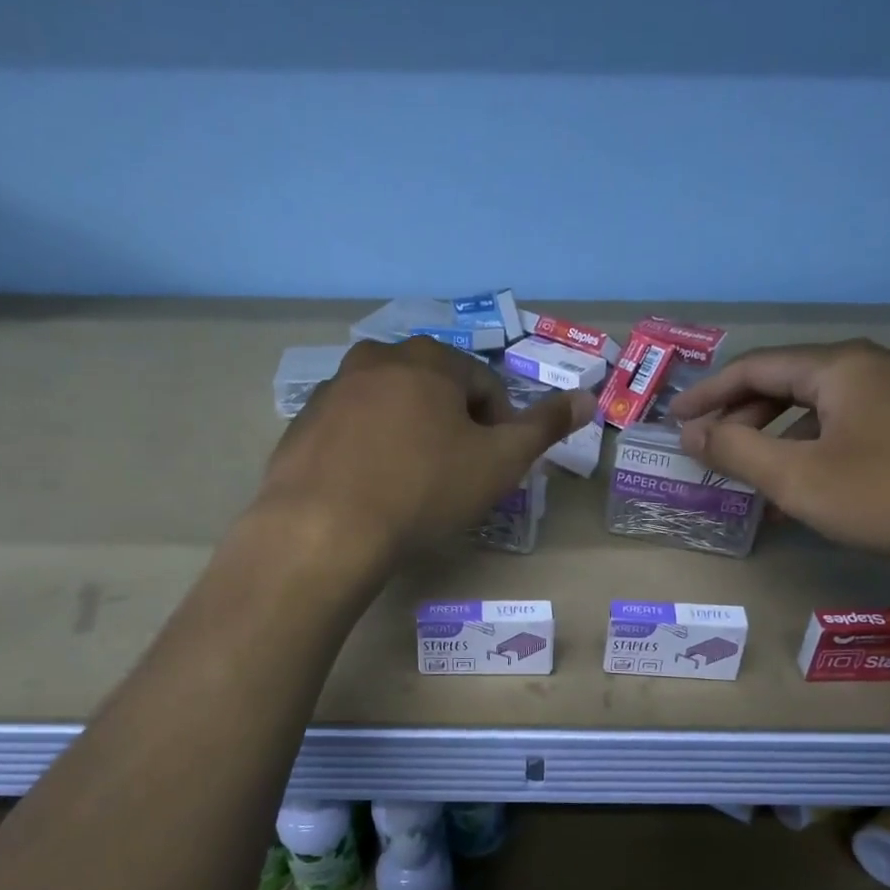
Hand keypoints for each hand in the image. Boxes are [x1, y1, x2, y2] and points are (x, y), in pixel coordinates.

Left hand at [257, 337, 592, 568]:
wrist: (324, 530)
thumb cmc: (423, 490)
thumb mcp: (499, 462)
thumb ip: (545, 427)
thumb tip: (587, 396)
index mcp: (429, 359)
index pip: (485, 384)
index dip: (500, 426)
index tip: (494, 467)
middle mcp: (376, 359)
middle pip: (435, 390)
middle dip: (453, 427)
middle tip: (455, 477)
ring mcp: (332, 390)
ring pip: (391, 408)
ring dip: (410, 436)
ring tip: (411, 485)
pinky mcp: (302, 424)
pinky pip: (351, 430)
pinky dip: (368, 449)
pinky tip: (370, 489)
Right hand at [666, 340, 889, 584]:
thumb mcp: (801, 479)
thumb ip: (738, 452)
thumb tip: (694, 433)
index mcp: (842, 366)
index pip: (756, 367)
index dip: (709, 394)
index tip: (675, 420)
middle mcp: (877, 365)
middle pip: (791, 382)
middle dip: (744, 415)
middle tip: (710, 447)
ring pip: (826, 407)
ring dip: (781, 436)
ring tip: (755, 475)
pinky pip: (856, 424)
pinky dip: (820, 446)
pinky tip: (815, 483)